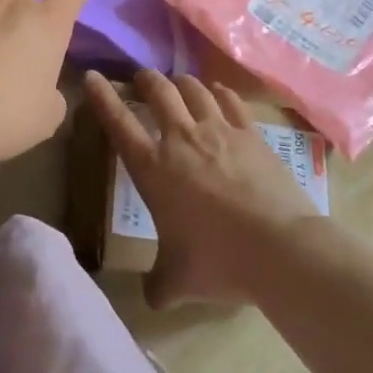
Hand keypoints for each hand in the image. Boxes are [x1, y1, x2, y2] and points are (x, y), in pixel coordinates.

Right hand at [84, 69, 318, 308]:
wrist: (280, 248)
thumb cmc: (218, 260)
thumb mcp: (178, 280)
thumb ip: (159, 284)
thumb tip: (152, 296)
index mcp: (153, 168)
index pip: (118, 122)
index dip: (101, 97)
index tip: (93, 76)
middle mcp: (181, 139)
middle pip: (158, 92)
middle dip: (145, 80)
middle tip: (141, 79)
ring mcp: (219, 131)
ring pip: (193, 89)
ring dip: (180, 82)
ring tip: (177, 83)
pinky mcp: (251, 133)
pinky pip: (230, 100)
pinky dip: (219, 92)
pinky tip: (218, 92)